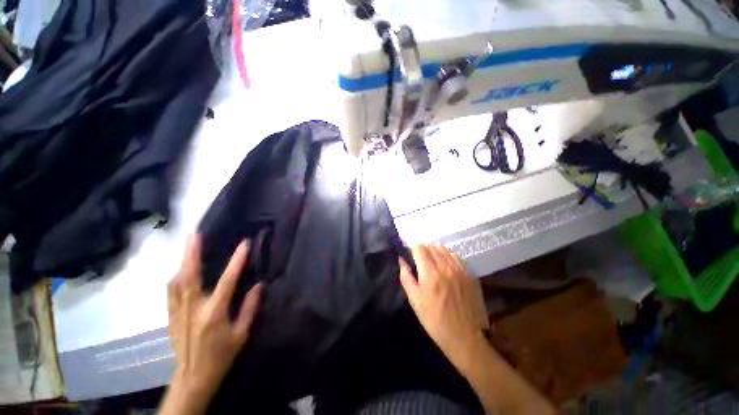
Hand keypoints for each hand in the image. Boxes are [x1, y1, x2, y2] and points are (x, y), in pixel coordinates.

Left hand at [166, 235, 262, 402]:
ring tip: (188, 246)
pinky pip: (170, 291)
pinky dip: (176, 277)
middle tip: (194, 235)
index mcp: (214, 314)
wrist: (192, 378)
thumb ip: (250, 308)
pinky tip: (180, 269)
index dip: (236, 262)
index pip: (226, 281)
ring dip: (182, 262)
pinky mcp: (170, 316)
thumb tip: (258, 285)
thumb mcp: (241, 334)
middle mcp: (192, 309)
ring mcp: (177, 312)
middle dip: (191, 254)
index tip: (244, 244)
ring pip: (176, 282)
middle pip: (189, 277)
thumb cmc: (221, 356)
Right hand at [399, 243, 488, 366]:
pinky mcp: (470, 274)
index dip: (413, 246)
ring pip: (444, 249)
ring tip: (432, 261)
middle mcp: (446, 268)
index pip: (420, 248)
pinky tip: (445, 265)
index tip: (409, 250)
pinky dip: (448, 256)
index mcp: (430, 274)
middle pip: (432, 246)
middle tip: (419, 258)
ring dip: (435, 251)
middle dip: (423, 249)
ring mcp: (460, 270)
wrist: (464, 337)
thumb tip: (402, 260)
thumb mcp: (414, 300)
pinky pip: (456, 257)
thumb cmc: (434, 320)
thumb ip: (406, 277)